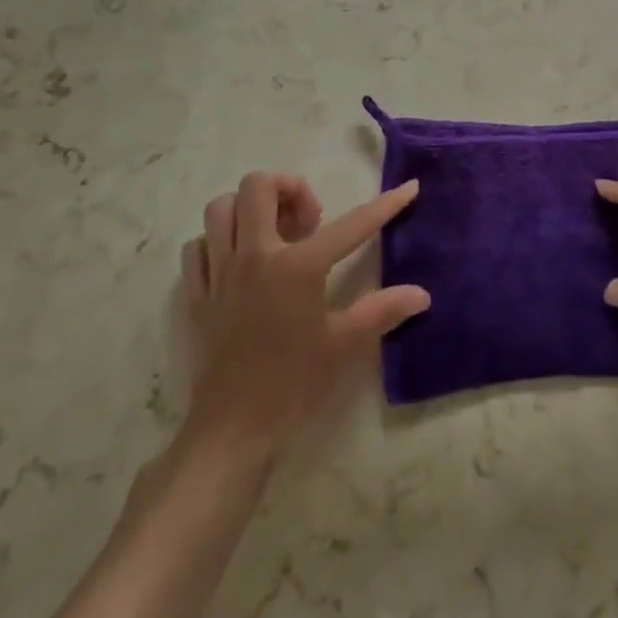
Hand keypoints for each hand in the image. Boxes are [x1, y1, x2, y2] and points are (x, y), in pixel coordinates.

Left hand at [178, 173, 428, 462]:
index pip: (352, 224)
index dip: (385, 205)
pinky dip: (216, 242)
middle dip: (287, 187)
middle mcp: (255, 255)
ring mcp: (219, 272)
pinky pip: (198, 247)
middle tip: (308, 220)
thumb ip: (382, 310)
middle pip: (258, 186)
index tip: (408, 187)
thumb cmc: (292, 385)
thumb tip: (421, 294)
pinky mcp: (196, 294)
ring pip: (221, 208)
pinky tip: (237, 261)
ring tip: (272, 232)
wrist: (231, 431)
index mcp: (297, 266)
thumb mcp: (343, 345)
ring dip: (247, 209)